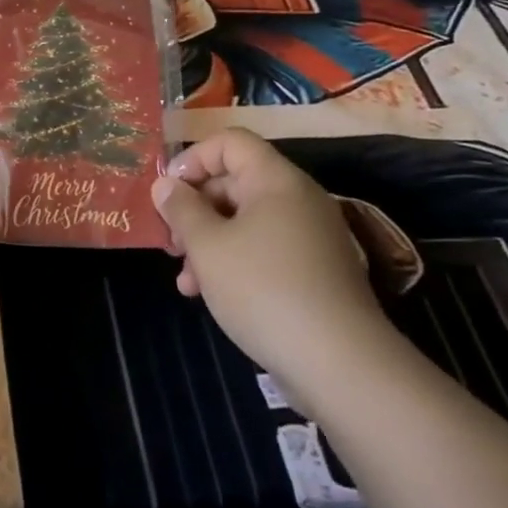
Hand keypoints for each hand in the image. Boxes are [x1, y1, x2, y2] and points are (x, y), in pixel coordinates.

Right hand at [151, 129, 405, 409]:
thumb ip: (181, 209)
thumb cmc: (263, 289)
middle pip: (235, 181)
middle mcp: (298, 199)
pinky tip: (209, 294)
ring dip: (209, 241)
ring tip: (185, 279)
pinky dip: (234, 262)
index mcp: (276, 180)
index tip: (168, 192)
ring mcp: (311, 236)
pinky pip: (265, 249)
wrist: (340, 365)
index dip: (193, 159)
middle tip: (170, 241)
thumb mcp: (207, 246)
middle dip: (195, 209)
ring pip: (246, 221)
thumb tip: (166, 185)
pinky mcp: (316, 271)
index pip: (230, 142)